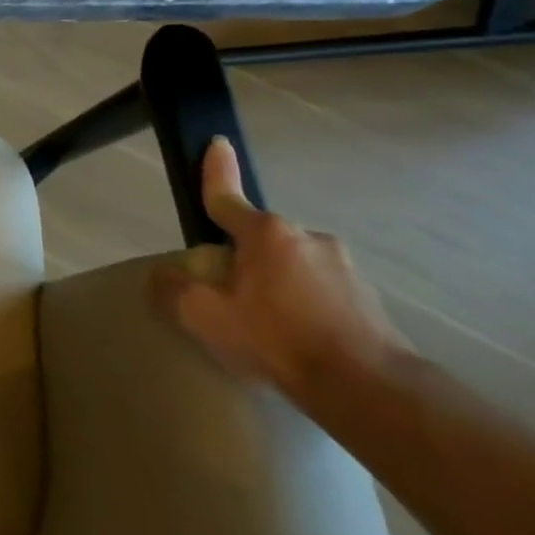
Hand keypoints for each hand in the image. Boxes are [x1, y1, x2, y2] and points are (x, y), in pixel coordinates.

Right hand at [153, 137, 410, 400]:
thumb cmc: (279, 340)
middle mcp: (309, 238)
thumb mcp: (205, 316)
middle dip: (243, 256)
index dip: (216, 171)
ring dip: (277, 283)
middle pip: (260, 238)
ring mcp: (345, 268)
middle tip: (230, 294)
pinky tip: (300, 340)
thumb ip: (173, 289)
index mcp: (267, 234)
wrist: (371, 391)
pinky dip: (305, 305)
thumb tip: (163, 276)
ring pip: (293, 265)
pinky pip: (321, 291)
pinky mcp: (370, 300)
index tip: (217, 144)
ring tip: (268, 325)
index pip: (228, 197)